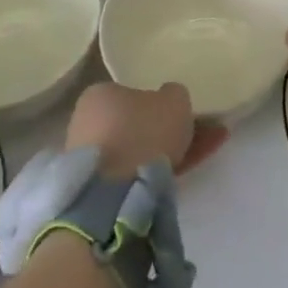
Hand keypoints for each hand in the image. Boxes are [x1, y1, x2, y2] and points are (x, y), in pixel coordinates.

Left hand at [65, 82, 227, 178]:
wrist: (114, 193)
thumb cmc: (142, 132)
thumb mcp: (174, 100)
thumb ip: (174, 94)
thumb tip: (169, 97)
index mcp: (99, 94)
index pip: (132, 94)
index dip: (160, 103)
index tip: (181, 113)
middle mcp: (87, 122)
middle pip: (135, 123)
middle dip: (164, 129)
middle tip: (196, 135)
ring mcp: (90, 158)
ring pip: (137, 150)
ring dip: (166, 151)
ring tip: (200, 154)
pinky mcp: (96, 188)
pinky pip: (133, 172)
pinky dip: (157, 171)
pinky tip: (183, 172)